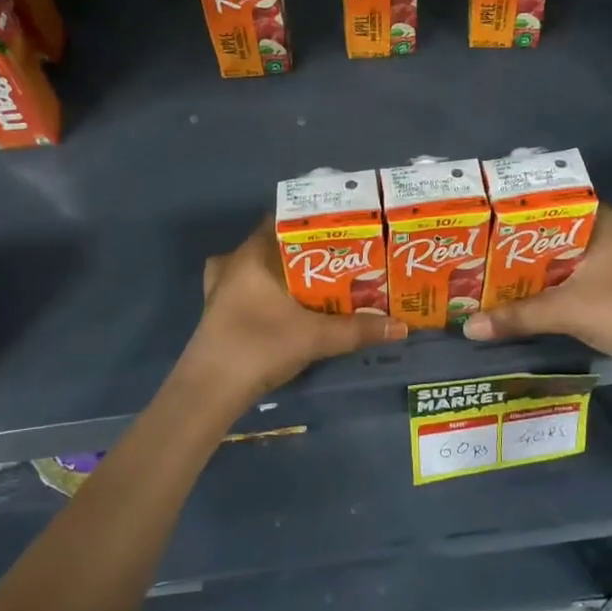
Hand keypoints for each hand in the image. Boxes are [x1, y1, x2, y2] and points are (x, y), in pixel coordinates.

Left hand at [177, 221, 406, 415]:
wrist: (209, 391)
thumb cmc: (259, 346)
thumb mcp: (315, 337)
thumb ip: (358, 329)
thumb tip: (402, 326)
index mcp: (253, 253)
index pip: (284, 220)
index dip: (314, 222)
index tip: (343, 229)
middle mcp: (234, 262)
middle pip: (274, 244)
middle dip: (306, 250)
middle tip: (340, 257)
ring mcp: (220, 288)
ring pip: (258, 267)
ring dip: (284, 272)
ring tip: (316, 280)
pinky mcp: (217, 312)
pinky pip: (246, 289)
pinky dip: (266, 292)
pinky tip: (284, 306)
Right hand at [461, 209, 611, 405]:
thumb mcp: (562, 311)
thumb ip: (515, 316)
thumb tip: (468, 326)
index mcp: (606, 224)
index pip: (566, 199)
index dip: (537, 207)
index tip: (507, 217)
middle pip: (582, 221)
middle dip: (552, 231)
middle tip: (514, 243)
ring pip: (605, 240)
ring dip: (581, 247)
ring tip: (549, 258)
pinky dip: (608, 267)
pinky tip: (593, 277)